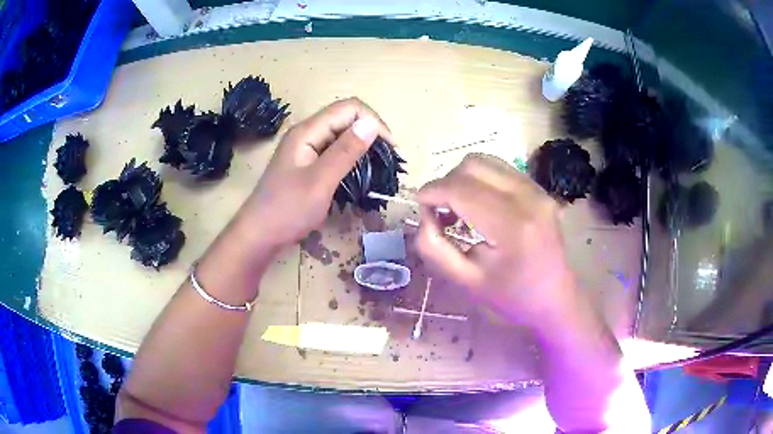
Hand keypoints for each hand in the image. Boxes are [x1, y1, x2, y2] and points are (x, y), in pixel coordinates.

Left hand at [238, 98, 392, 248]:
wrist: (259, 234)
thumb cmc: (287, 210)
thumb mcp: (320, 181)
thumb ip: (345, 151)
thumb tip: (371, 123)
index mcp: (307, 131)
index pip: (349, 108)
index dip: (373, 122)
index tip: (390, 149)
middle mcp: (307, 133)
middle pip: (346, 118)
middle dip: (370, 133)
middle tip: (387, 160)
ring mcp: (306, 148)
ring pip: (341, 135)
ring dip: (362, 146)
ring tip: (379, 167)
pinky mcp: (307, 163)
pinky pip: (334, 151)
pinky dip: (351, 158)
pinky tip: (360, 173)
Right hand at [415, 154, 576, 327]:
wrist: (556, 298)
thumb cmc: (511, 297)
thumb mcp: (466, 282)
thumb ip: (435, 247)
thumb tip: (425, 214)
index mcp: (511, 226)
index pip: (461, 190)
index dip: (432, 192)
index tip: (419, 204)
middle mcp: (528, 198)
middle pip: (472, 166)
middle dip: (446, 183)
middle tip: (439, 210)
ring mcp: (537, 190)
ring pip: (486, 162)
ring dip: (463, 179)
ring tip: (458, 207)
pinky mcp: (540, 189)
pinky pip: (501, 170)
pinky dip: (480, 180)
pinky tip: (479, 205)